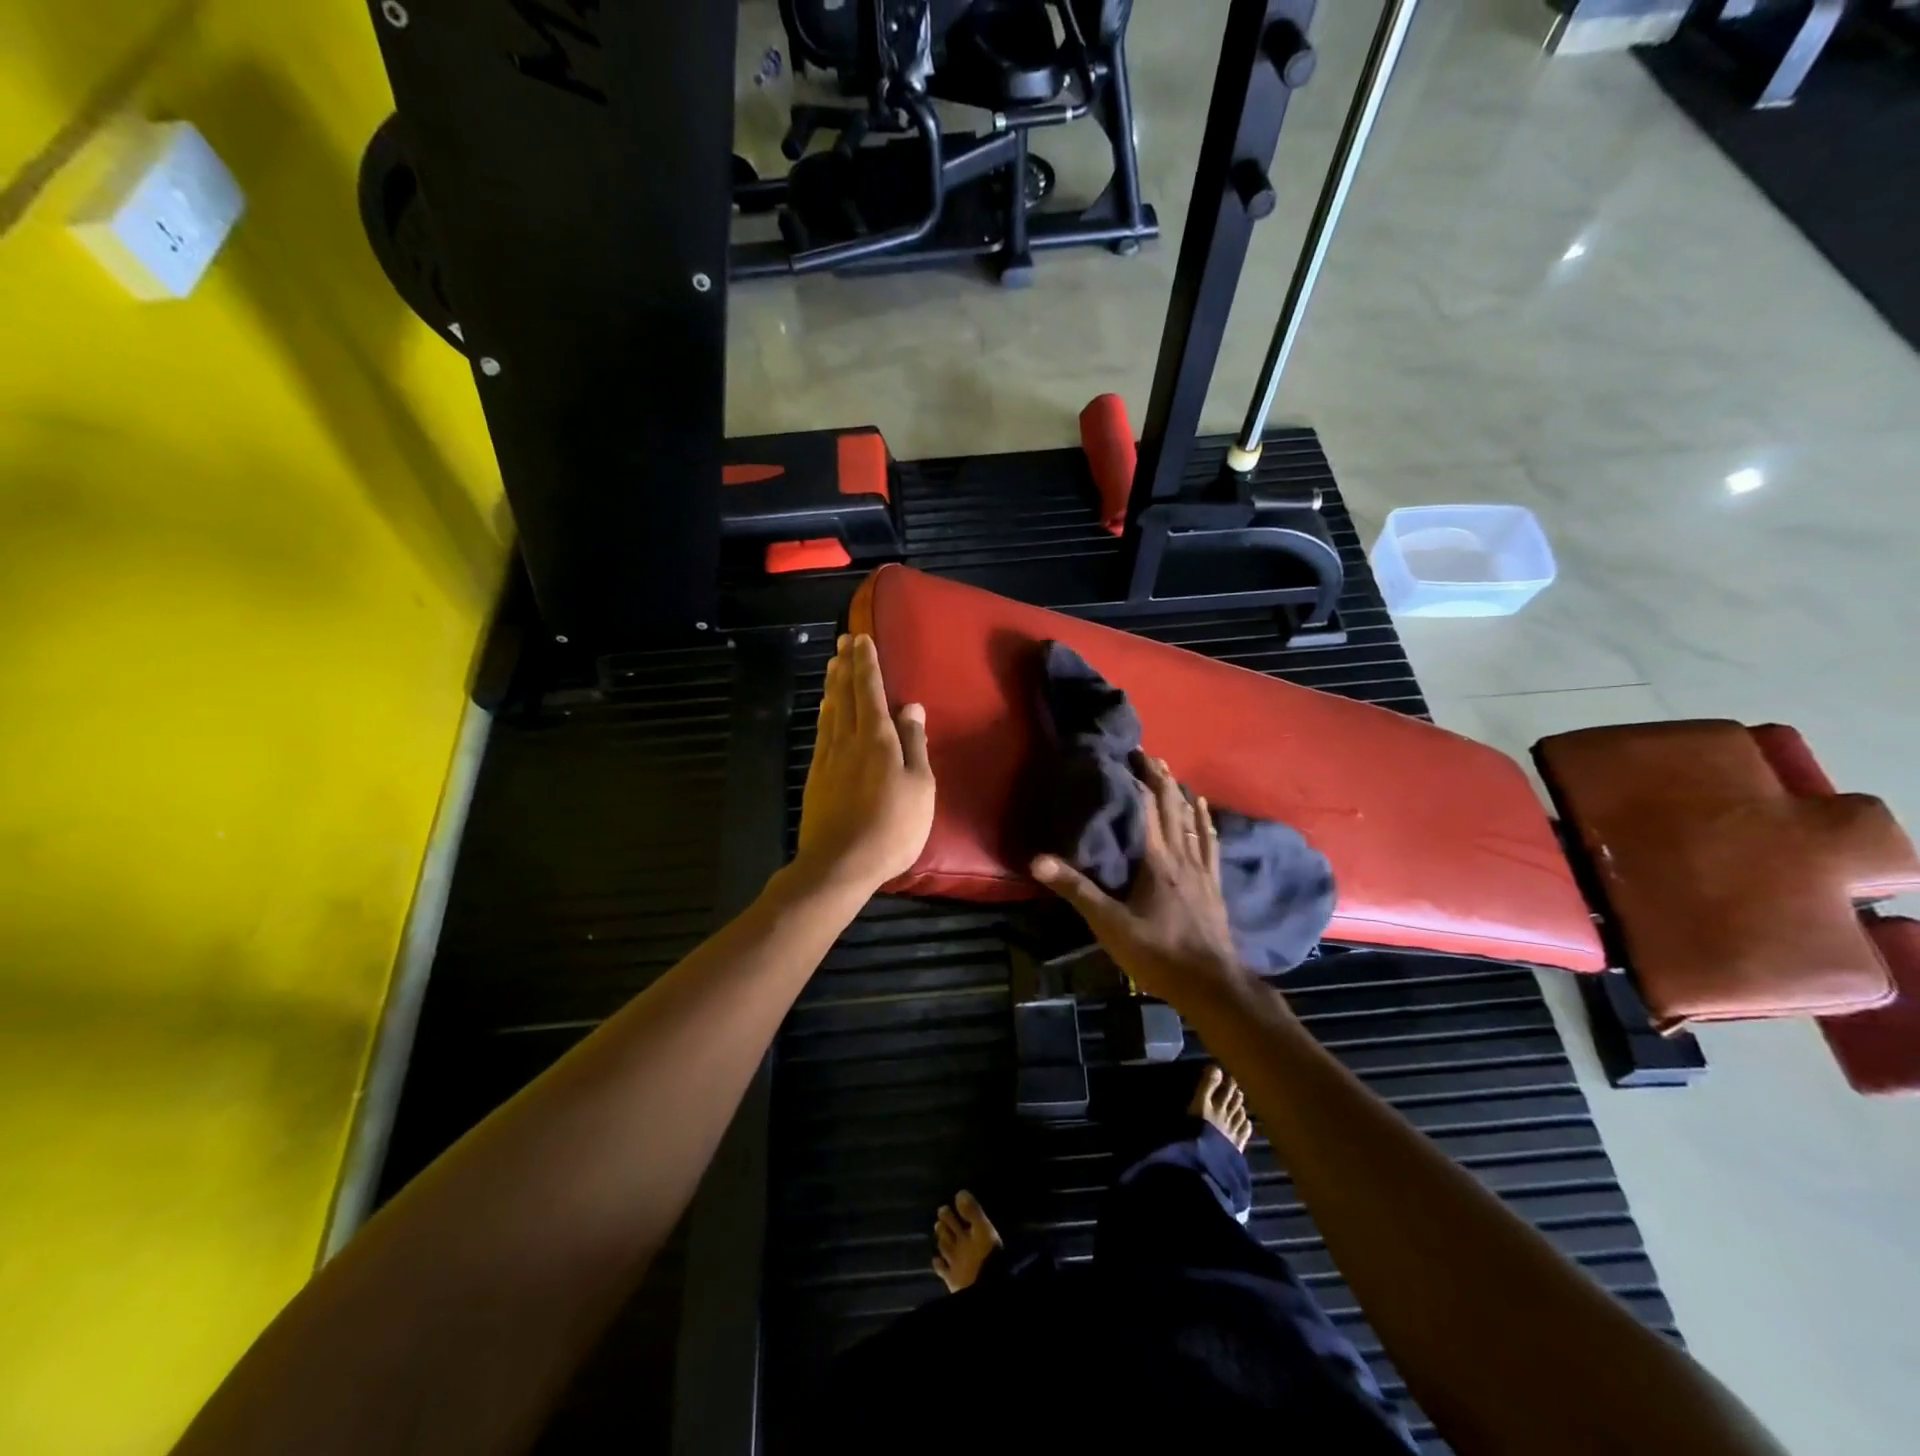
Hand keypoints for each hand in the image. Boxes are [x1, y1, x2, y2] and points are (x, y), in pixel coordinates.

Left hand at [794, 633, 935, 895]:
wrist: (840, 863)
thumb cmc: (892, 827)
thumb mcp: (920, 787)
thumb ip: (915, 744)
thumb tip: (912, 706)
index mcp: (878, 739)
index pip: (871, 691)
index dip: (867, 664)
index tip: (862, 639)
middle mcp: (849, 739)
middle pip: (846, 694)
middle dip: (846, 665)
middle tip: (843, 641)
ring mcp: (828, 758)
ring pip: (830, 711)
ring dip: (832, 684)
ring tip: (833, 664)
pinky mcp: (816, 776)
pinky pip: (821, 732)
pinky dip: (824, 713)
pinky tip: (825, 710)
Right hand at [1031, 756, 1246, 1005]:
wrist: (1211, 984)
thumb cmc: (1157, 952)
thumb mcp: (1109, 924)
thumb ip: (1076, 890)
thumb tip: (1037, 860)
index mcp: (1156, 861)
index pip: (1148, 810)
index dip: (1138, 781)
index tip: (1128, 757)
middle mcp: (1181, 857)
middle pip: (1172, 809)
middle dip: (1160, 779)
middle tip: (1148, 755)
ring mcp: (1201, 871)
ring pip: (1192, 822)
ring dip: (1181, 795)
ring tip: (1173, 775)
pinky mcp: (1214, 886)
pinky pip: (1210, 844)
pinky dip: (1205, 823)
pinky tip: (1205, 813)